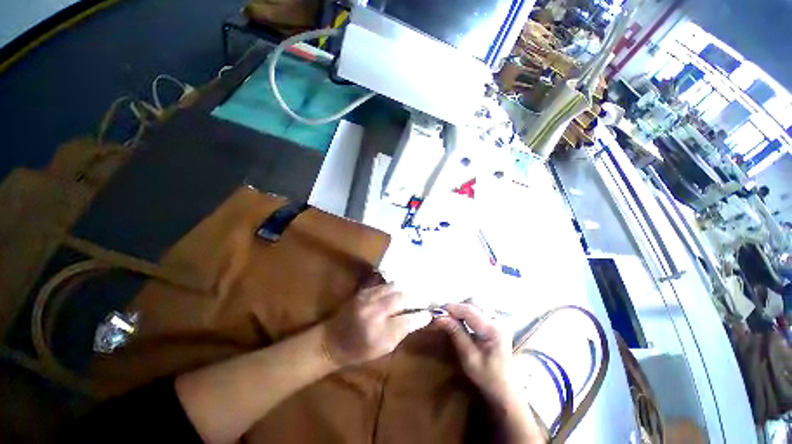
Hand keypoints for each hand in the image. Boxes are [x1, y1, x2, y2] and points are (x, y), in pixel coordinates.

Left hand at [322, 283, 431, 366]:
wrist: (332, 341)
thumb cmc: (359, 350)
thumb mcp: (384, 348)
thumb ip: (402, 331)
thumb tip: (419, 318)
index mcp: (380, 332)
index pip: (408, 319)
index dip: (421, 315)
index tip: (429, 312)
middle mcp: (374, 311)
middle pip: (401, 297)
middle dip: (413, 298)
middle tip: (421, 299)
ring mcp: (367, 298)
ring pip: (392, 287)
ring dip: (402, 290)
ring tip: (410, 292)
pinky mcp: (362, 292)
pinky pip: (382, 285)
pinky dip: (391, 287)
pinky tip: (396, 289)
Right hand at [435, 303, 514, 401]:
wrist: (504, 386)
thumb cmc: (486, 376)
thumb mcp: (468, 357)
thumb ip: (456, 333)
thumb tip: (439, 317)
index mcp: (493, 330)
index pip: (469, 310)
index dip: (452, 308)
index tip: (436, 311)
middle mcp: (498, 319)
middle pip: (473, 302)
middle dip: (456, 307)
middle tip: (443, 315)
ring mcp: (499, 318)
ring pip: (475, 302)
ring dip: (461, 307)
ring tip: (451, 317)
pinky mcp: (496, 320)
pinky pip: (479, 307)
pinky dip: (467, 310)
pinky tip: (461, 319)